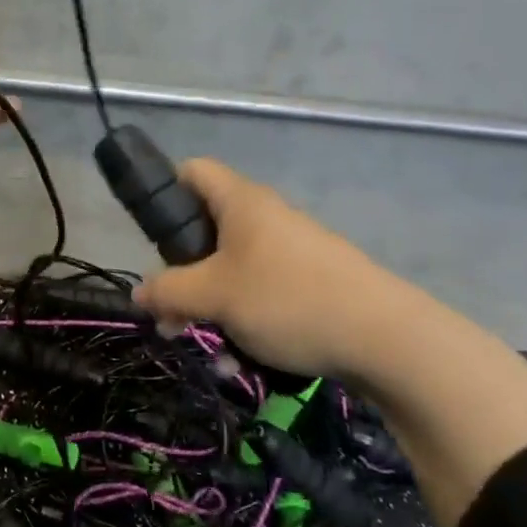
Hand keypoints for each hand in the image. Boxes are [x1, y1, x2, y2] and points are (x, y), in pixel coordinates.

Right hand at [132, 159, 401, 381]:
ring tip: (203, 339)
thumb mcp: (214, 296)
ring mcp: (292, 250)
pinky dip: (243, 316)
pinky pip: (261, 291)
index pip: (192, 171)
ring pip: (232, 268)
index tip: (149, 235)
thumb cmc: (287, 299)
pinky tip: (240, 355)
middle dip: (181, 270)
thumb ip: (167, 292)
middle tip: (169, 308)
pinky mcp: (311, 282)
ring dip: (210, 302)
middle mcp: (266, 217)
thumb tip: (139, 294)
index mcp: (241, 203)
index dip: (164, 191)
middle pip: (206, 228)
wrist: (387, 339)